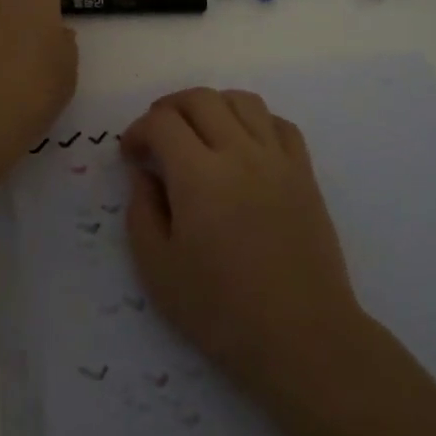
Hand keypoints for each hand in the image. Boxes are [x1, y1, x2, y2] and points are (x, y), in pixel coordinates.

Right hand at [122, 89, 367, 410]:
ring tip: (199, 132)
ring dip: (212, 106)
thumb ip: (142, 212)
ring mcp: (277, 159)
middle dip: (169, 108)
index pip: (162, 122)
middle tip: (157, 135)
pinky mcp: (304, 172)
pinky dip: (255, 121)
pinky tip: (244, 145)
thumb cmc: (222, 311)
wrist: (302, 336)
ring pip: (242, 101)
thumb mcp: (159, 270)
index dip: (138, 130)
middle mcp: (239, 152)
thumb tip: (144, 172)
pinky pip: (279, 123)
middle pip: (200, 99)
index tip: (131, 154)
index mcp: (199, 176)